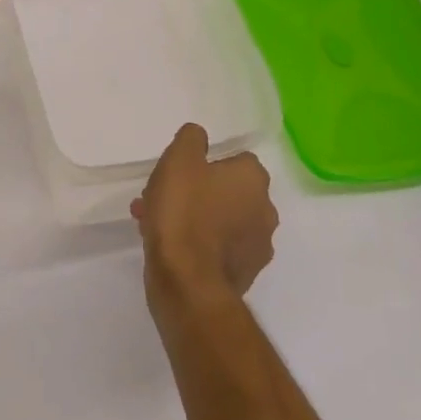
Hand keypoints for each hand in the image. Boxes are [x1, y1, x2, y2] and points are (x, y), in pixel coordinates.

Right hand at [132, 124, 277, 315]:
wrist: (188, 283)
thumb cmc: (184, 212)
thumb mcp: (179, 160)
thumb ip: (192, 139)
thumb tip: (199, 136)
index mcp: (254, 180)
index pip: (236, 160)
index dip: (206, 163)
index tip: (181, 172)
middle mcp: (265, 210)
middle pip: (227, 192)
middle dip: (196, 192)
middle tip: (163, 197)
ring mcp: (257, 247)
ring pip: (220, 221)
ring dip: (194, 218)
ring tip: (155, 222)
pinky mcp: (244, 275)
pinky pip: (218, 249)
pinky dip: (198, 244)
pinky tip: (170, 246)